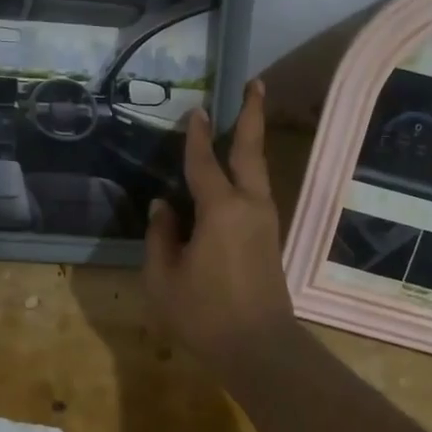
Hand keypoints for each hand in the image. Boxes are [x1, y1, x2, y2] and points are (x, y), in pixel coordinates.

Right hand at [144, 79, 298, 373]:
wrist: (259, 347)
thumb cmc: (204, 314)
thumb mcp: (164, 277)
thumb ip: (160, 236)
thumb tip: (162, 207)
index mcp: (220, 210)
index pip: (204, 162)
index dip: (197, 135)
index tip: (196, 109)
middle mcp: (249, 206)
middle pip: (251, 151)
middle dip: (253, 115)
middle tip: (257, 84)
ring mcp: (265, 221)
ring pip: (259, 172)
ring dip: (253, 143)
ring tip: (246, 121)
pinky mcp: (270, 238)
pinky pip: (257, 193)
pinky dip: (249, 173)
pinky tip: (236, 177)